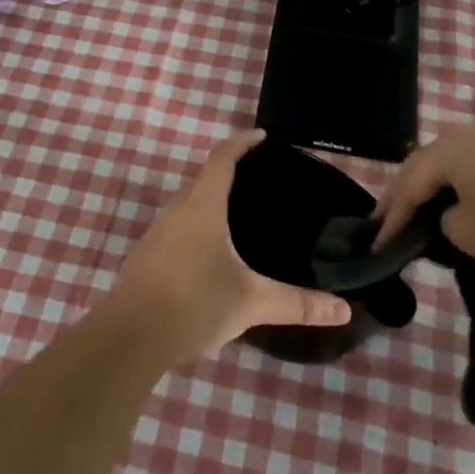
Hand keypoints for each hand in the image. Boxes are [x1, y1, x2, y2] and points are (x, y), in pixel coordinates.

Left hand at [109, 130, 352, 361]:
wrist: (130, 338)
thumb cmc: (194, 304)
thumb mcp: (251, 302)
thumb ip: (297, 304)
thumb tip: (344, 310)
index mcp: (203, 208)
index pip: (222, 159)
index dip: (242, 143)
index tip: (261, 136)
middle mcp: (177, 212)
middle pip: (204, 180)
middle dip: (229, 174)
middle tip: (259, 181)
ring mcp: (157, 234)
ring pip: (189, 207)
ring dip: (211, 204)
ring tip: (240, 217)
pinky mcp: (146, 258)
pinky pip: (178, 229)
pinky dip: (197, 228)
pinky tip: (212, 255)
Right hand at [372, 122, 474, 282]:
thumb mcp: (467, 234)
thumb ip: (442, 222)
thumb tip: (449, 215)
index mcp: (449, 149)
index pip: (409, 183)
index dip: (391, 215)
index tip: (376, 243)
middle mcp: (468, 135)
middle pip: (425, 164)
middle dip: (405, 194)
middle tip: (387, 221)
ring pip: (450, 163)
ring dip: (432, 187)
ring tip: (417, 211)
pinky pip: (474, 166)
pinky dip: (458, 185)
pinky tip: (456, 201)